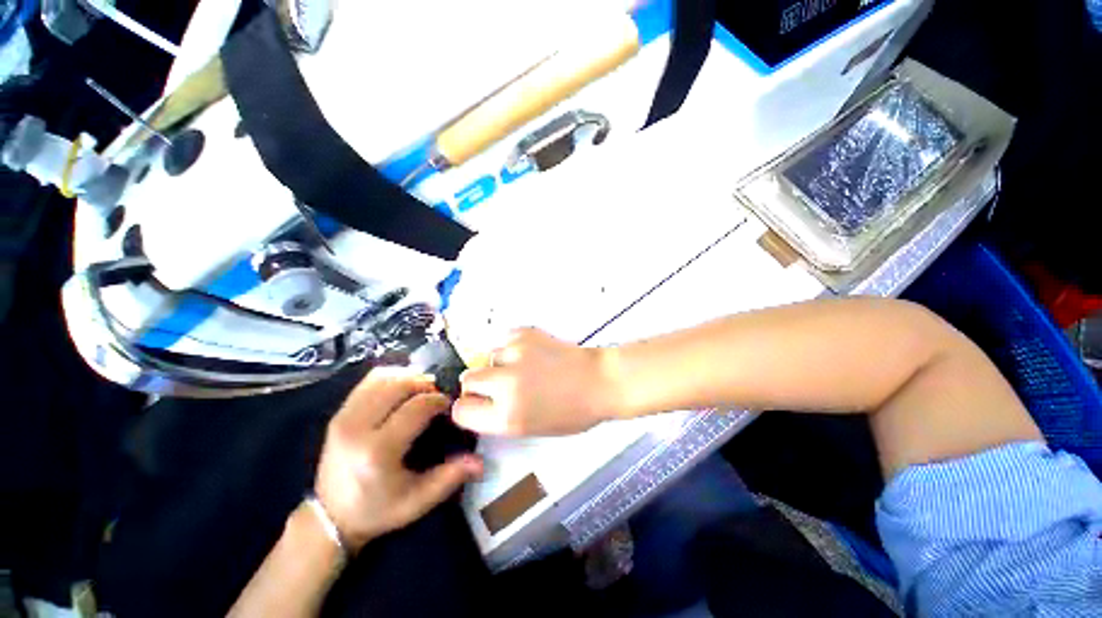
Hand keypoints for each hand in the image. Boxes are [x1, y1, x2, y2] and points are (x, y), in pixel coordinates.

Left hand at [314, 373, 483, 551]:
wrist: (330, 517)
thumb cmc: (378, 510)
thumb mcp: (418, 500)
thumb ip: (450, 477)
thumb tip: (481, 462)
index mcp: (377, 451)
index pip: (416, 407)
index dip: (438, 400)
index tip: (449, 405)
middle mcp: (357, 427)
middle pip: (399, 385)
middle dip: (425, 384)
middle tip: (438, 395)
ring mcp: (344, 417)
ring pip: (383, 378)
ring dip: (408, 378)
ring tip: (422, 390)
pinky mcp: (339, 413)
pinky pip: (368, 382)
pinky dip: (391, 377)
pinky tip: (402, 388)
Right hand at [453, 328, 615, 435]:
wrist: (599, 381)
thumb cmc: (572, 412)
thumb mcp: (531, 428)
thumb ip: (499, 417)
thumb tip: (479, 401)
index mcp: (508, 417)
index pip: (461, 411)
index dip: (469, 408)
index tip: (478, 404)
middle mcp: (506, 385)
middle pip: (467, 380)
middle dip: (478, 385)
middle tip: (498, 385)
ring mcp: (516, 355)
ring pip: (487, 357)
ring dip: (499, 364)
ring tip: (522, 367)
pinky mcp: (526, 334)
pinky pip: (504, 340)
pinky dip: (511, 347)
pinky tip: (529, 354)